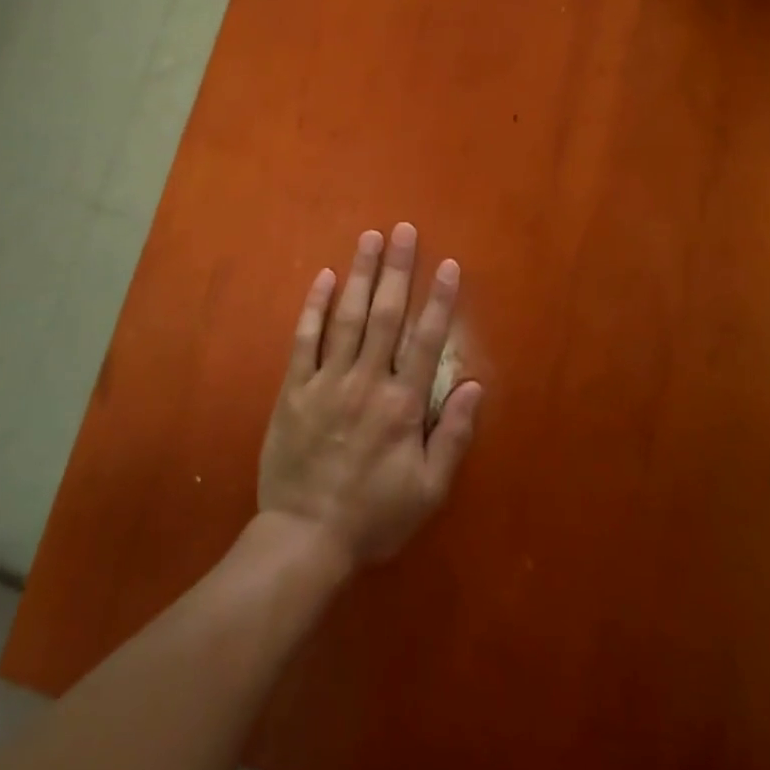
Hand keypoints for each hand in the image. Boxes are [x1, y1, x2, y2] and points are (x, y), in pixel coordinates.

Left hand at [257, 223, 483, 569]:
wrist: (304, 539)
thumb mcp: (428, 490)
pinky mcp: (294, 390)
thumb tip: (476, 385)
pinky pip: (304, 340)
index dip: (438, 299)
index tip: (447, 263)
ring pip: (346, 317)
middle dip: (397, 269)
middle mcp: (366, 381)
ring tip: (369, 237)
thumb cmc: (373, 516)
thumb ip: (454, 435)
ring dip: (360, 274)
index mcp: (402, 404)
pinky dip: (314, 307)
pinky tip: (323, 277)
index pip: (426, 340)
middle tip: (404, 229)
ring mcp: (326, 382)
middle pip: (385, 315)